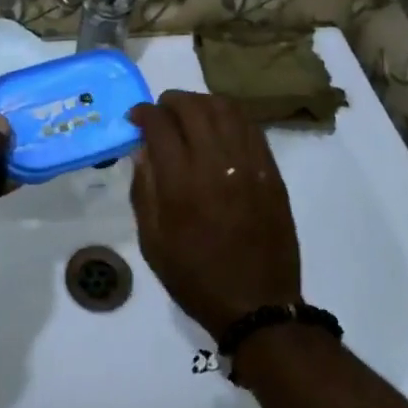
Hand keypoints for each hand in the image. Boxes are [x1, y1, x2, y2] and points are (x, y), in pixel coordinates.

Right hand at [130, 91, 301, 339]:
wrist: (257, 306)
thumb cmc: (195, 277)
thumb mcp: (152, 242)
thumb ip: (144, 190)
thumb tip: (142, 150)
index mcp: (181, 184)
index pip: (159, 125)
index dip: (143, 113)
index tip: (136, 117)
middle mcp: (215, 165)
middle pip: (192, 108)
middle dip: (171, 101)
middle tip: (161, 111)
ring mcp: (248, 165)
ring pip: (225, 109)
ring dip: (202, 102)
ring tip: (190, 113)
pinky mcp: (271, 172)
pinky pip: (250, 127)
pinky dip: (230, 116)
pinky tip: (219, 126)